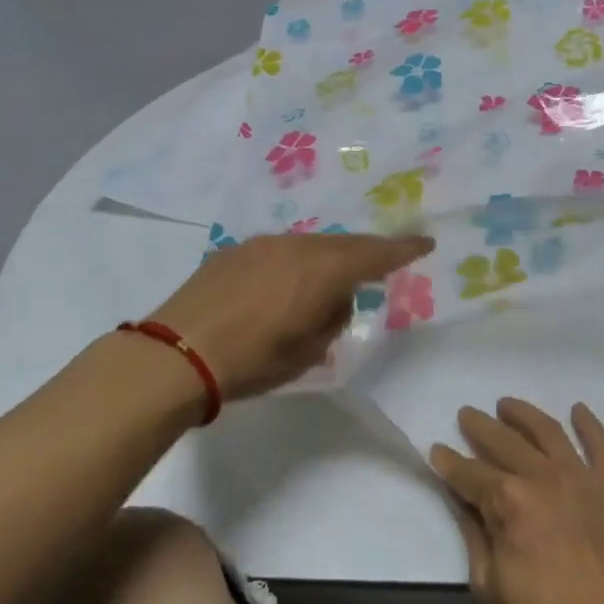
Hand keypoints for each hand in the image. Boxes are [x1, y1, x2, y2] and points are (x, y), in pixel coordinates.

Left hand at [147, 233, 431, 400]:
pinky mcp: (233, 252)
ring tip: (325, 284)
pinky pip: (278, 251)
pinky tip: (282, 287)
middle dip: (365, 254)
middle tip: (379, 267)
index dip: (403, 249)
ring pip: (308, 245)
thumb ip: (331, 319)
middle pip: (343, 245)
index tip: (425, 243)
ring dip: (325, 260)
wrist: (177, 354)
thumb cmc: (253, 361)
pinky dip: (293, 264)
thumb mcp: (308, 352)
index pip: (376, 255)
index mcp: (323, 271)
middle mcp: (296, 247)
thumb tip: (333, 300)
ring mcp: (262, 245)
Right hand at [430, 400, 603, 603]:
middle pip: (505, 442)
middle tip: (466, 416)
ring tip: (506, 405)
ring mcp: (582, 480)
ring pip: (548, 432)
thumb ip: (474, 530)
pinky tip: (577, 410)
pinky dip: (590, 425)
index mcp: (508, 501)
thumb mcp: (489, 582)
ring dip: (524, 414)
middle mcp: (543, 477)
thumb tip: (461, 497)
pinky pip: (602, 447)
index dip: (449, 462)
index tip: (436, 451)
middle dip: (481, 427)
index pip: (469, 473)